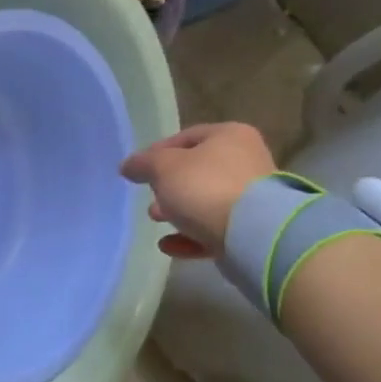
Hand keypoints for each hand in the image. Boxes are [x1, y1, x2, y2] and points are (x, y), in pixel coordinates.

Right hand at [120, 122, 275, 259]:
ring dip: (179, 211)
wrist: (253, 233)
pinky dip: (191, 236)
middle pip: (198, 171)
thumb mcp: (164, 168)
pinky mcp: (252, 229)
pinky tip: (169, 245)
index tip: (138, 171)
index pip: (186, 137)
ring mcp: (252, 198)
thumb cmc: (205, 187)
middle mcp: (246, 161)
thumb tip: (128, 165)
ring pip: (206, 201)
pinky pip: (215, 229)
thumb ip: (143, 164)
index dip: (157, 152)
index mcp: (229, 136)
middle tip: (149, 197)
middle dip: (169, 186)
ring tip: (156, 220)